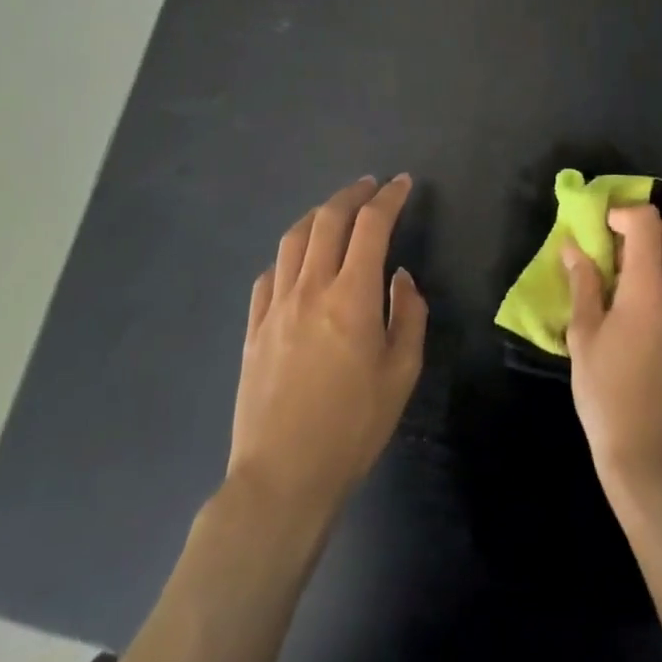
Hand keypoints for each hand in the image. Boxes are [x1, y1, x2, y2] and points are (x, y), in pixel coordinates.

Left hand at [226, 175, 427, 519]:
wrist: (283, 477)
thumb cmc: (353, 427)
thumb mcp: (402, 373)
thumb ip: (408, 315)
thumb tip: (399, 278)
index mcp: (351, 296)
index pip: (371, 226)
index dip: (389, 198)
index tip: (402, 184)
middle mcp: (310, 288)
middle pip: (327, 220)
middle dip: (352, 194)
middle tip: (370, 186)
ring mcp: (275, 306)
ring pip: (293, 240)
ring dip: (317, 216)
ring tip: (335, 212)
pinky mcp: (253, 328)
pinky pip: (269, 274)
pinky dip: (288, 254)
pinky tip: (297, 261)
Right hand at [562, 205, 661, 498]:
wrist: (652, 460)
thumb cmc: (607, 396)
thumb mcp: (584, 338)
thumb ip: (583, 286)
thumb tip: (573, 249)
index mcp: (650, 290)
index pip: (648, 223)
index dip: (624, 212)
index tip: (602, 226)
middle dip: (653, 227)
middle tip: (620, 248)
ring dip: (658, 259)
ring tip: (620, 289)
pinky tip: (636, 323)